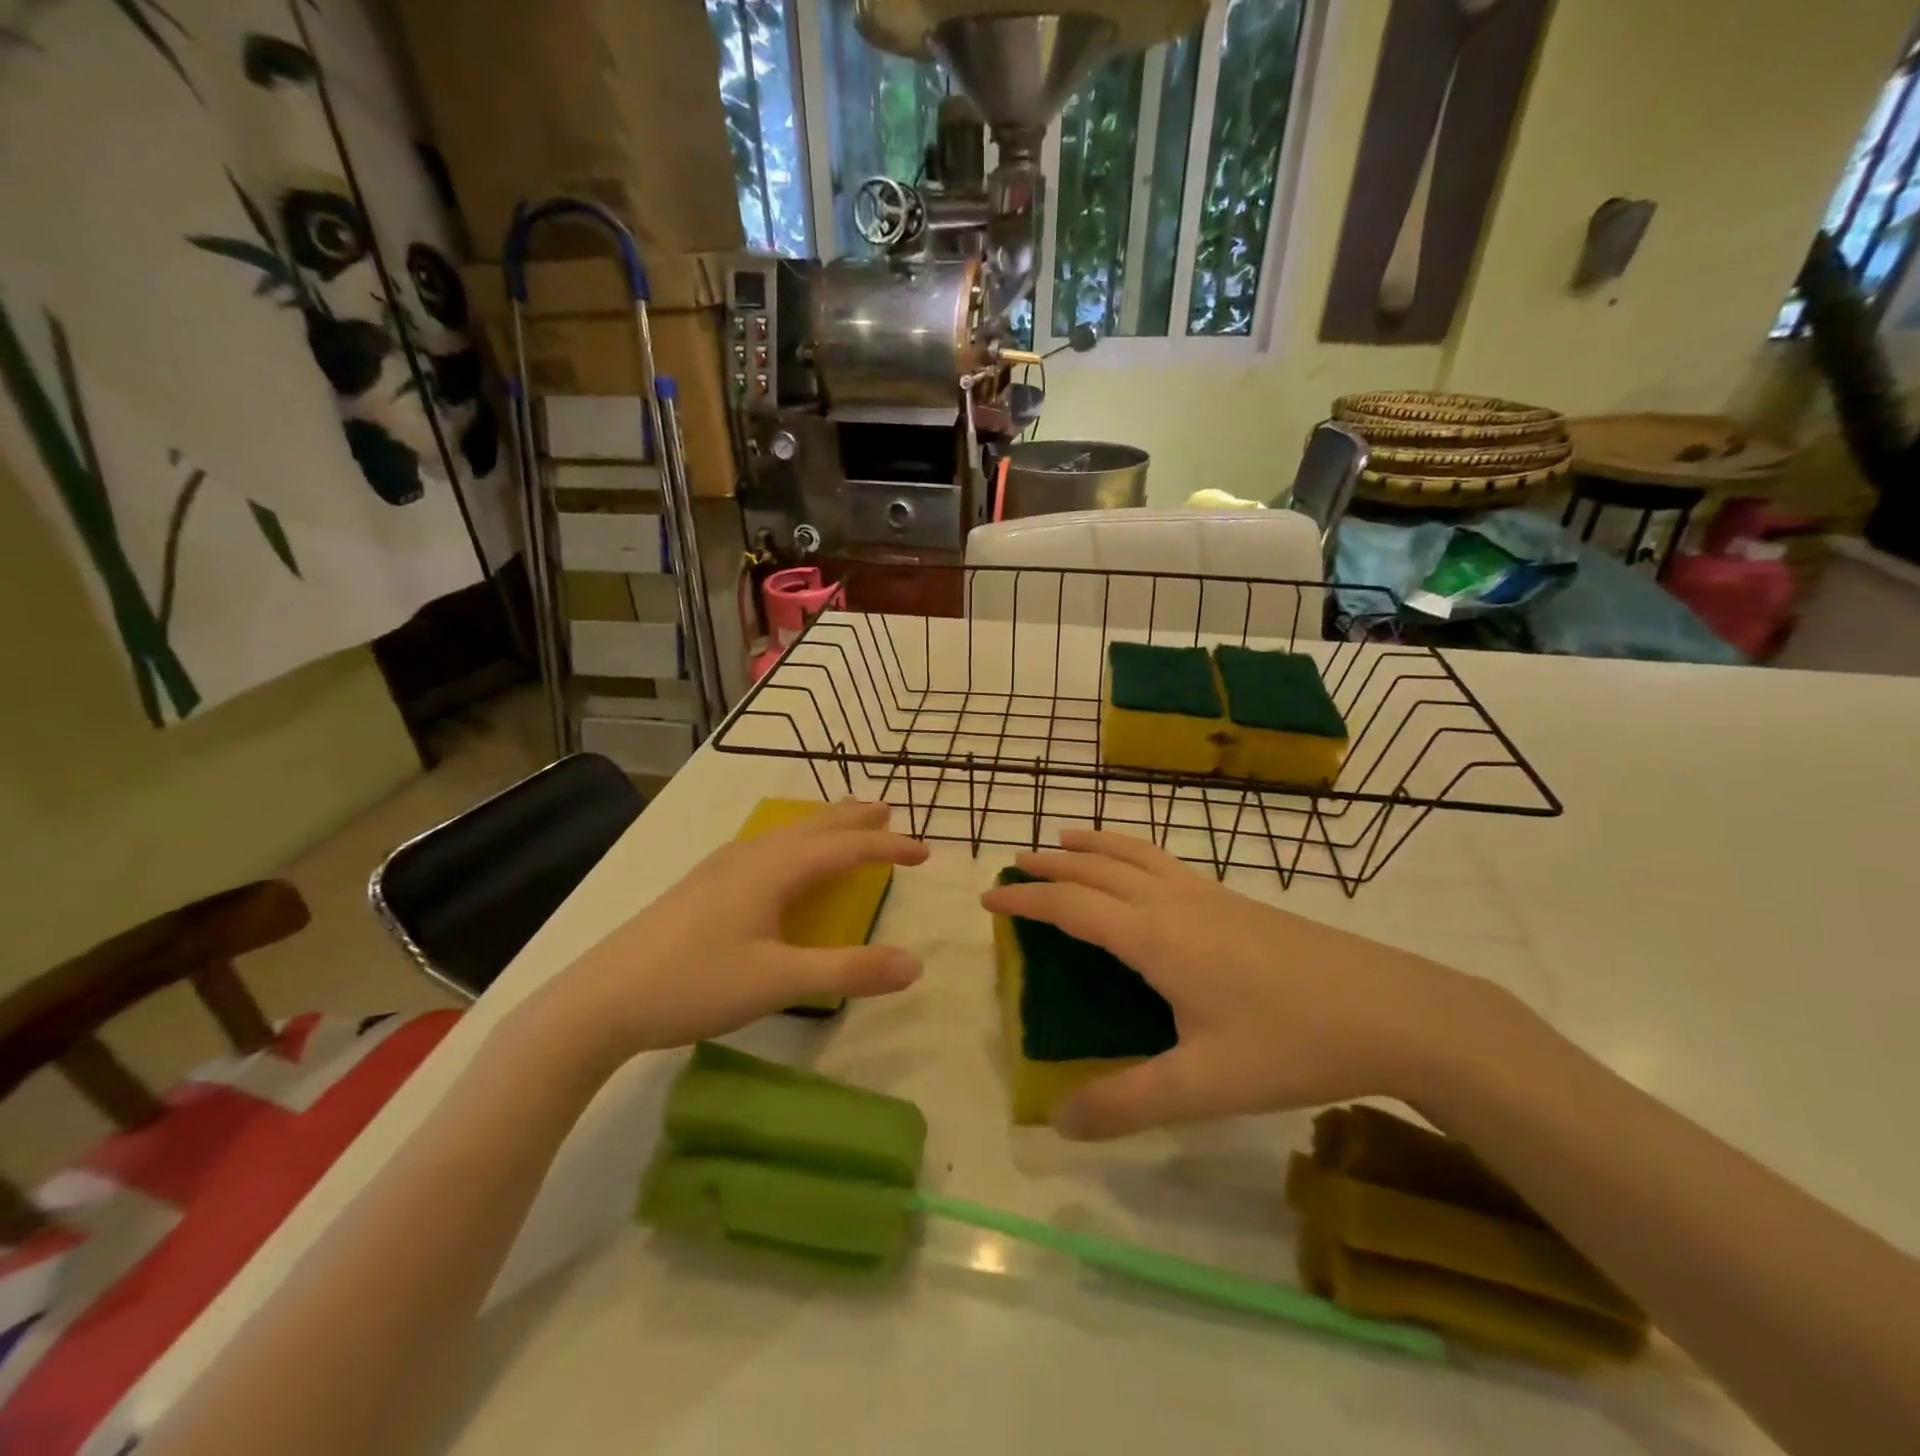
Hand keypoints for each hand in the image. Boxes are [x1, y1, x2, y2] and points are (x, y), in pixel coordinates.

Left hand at [534, 800, 928, 1071]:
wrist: (601, 999)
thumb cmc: (694, 984)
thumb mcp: (778, 982)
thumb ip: (848, 970)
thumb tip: (915, 964)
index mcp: (774, 869)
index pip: (846, 847)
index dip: (889, 847)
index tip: (926, 851)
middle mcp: (751, 856)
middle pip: (815, 826)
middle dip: (855, 820)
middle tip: (889, 812)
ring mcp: (722, 867)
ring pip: (787, 834)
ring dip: (825, 827)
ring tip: (848, 825)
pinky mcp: (703, 885)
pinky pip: (767, 848)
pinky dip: (797, 843)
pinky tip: (785, 862)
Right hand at [980, 830, 1496, 1139]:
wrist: (1390, 1008)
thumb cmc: (1290, 1042)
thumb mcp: (1203, 1086)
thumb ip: (1126, 1104)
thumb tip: (1057, 1124)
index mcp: (1153, 936)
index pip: (1071, 906)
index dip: (1026, 900)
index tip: (989, 898)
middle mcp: (1172, 902)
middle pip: (1097, 868)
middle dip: (1051, 865)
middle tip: (1016, 864)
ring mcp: (1208, 894)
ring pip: (1135, 854)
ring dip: (1093, 845)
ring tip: (1066, 838)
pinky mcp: (1236, 901)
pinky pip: (1165, 861)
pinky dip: (1132, 851)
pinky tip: (1143, 871)